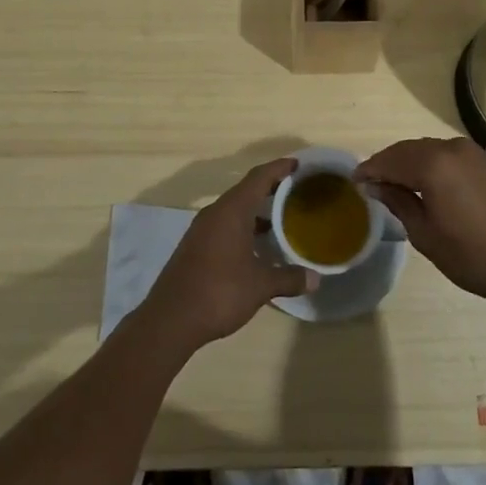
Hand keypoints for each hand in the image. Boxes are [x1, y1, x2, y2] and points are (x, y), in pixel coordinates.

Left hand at [139, 158, 316, 352]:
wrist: (170, 320)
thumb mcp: (260, 286)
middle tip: (296, 191)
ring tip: (281, 219)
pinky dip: (243, 226)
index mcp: (232, 210)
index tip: (298, 164)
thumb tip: (316, 278)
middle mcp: (215, 212)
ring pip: (234, 209)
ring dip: (256, 210)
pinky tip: (256, 245)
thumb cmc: (219, 292)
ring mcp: (202, 229)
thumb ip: (289, 278)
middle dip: (271, 188)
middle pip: (246, 190)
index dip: (279, 168)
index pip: (259, 177)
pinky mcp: (195, 245)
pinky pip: (224, 224)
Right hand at [356, 137, 485, 311]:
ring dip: (411, 162)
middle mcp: (453, 148)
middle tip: (372, 181)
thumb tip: (375, 184)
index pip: (391, 160)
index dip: (371, 169)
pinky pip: (451, 155)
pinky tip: (430, 182)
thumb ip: (398, 202)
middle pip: (410, 149)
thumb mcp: (425, 234)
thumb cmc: (473, 257)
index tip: (355, 180)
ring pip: (431, 150)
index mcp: (434, 165)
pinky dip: (434, 164)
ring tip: (397, 182)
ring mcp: (475, 153)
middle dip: (389, 162)